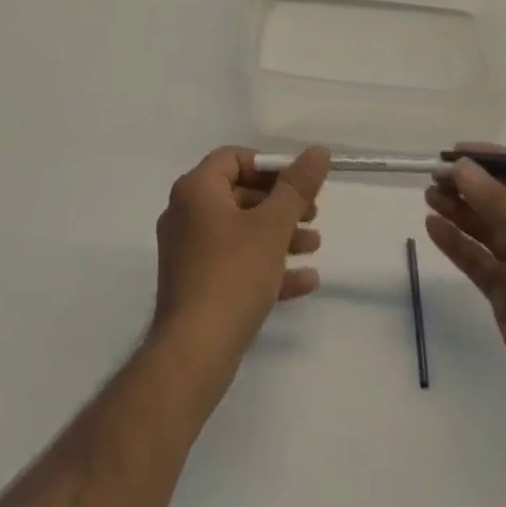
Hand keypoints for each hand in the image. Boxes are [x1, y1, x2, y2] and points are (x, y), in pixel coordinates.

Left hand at [150, 145, 329, 385]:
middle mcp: (186, 214)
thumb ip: (297, 186)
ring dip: (279, 235)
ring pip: (240, 232)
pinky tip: (305, 280)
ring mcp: (188, 252)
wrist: (193, 355)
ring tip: (315, 246)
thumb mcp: (272, 226)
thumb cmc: (232, 275)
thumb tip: (319, 151)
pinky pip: (234, 264)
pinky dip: (266, 266)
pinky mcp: (195, 287)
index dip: (269, 166)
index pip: (233, 158)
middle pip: (240, 194)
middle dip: (281, 204)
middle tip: (313, 214)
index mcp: (196, 190)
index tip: (298, 182)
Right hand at [425, 146, 505, 434]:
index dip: (491, 158)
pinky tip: (433, 227)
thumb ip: (499, 202)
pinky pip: (477, 260)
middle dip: (469, 184)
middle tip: (434, 175)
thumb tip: (460, 167)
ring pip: (485, 228)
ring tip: (429, 196)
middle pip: (502, 199)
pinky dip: (455, 243)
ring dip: (458, 210)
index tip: (454, 151)